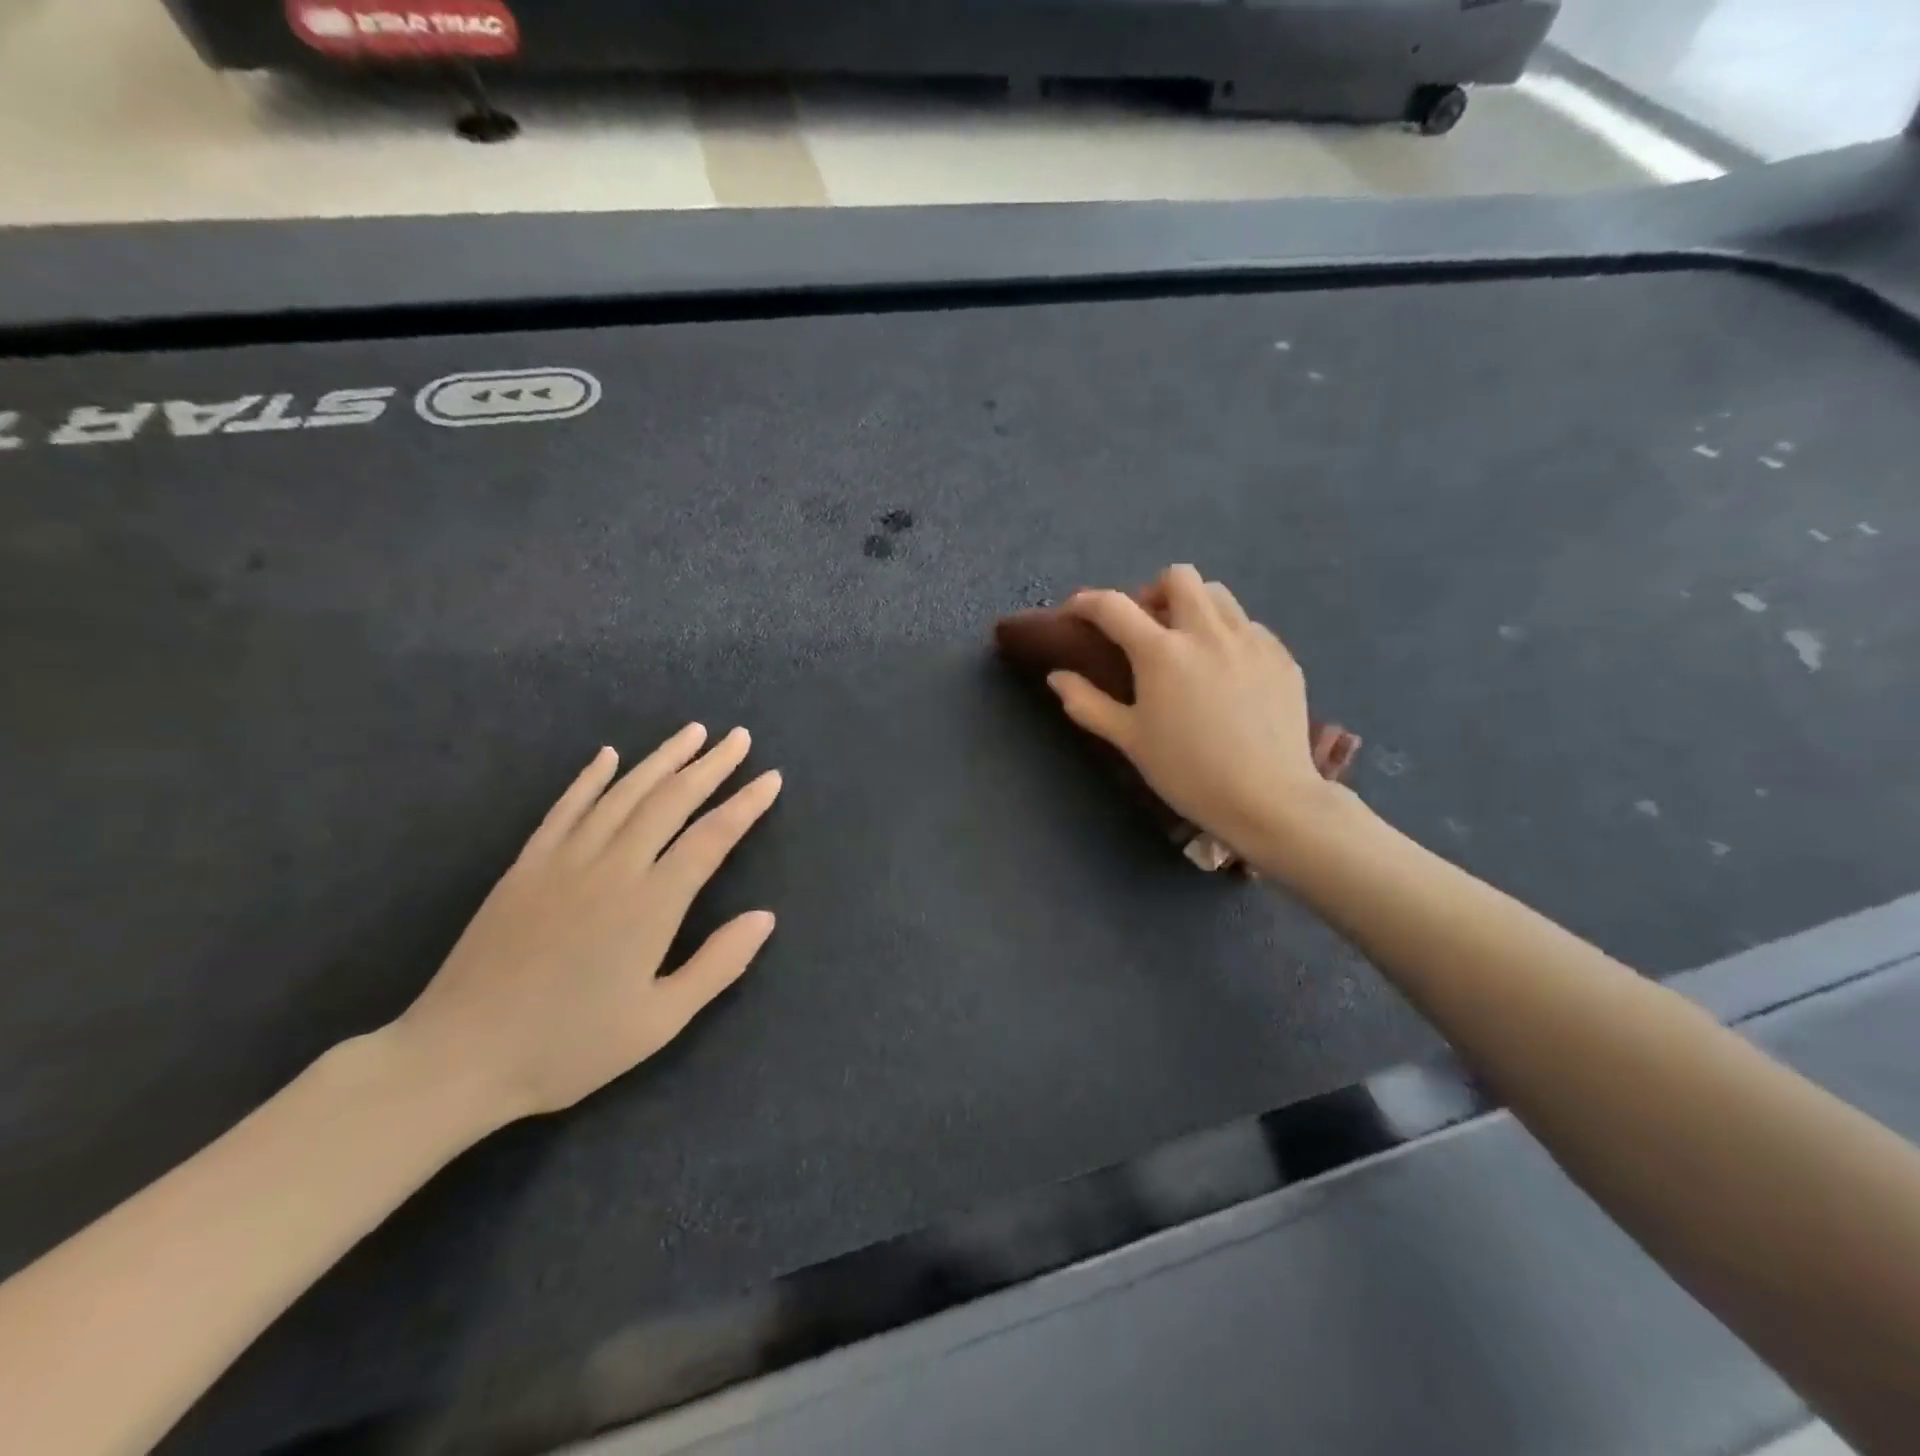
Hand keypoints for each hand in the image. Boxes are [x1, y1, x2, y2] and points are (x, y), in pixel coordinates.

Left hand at [386, 725, 781, 1127]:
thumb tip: (765, 917)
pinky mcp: (526, 866)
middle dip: (710, 766)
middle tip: (739, 737)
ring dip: (662, 759)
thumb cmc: (569, 1046)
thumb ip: (717, 964)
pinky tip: (609, 755)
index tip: (771, 778)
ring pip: (622, 793)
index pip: (710, 838)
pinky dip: (590, 777)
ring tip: (693, 732)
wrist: (458, 1058)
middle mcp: (612, 868)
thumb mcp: (658, 1022)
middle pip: (670, 801)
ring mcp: (564, 861)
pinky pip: (565, 808)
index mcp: (650, 905)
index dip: (745, 805)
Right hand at [1048, 566, 1341, 858]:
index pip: (1113, 606)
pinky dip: (1227, 635)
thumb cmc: (1188, 772)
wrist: (1267, 799)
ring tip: (1188, 642)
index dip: (1086, 602)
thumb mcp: (1130, 740)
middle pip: (1179, 577)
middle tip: (1147, 626)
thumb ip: (1088, 703)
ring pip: (1219, 594)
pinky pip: (1248, 625)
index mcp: (1162, 652)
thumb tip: (1057, 677)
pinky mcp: (1281, 655)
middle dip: (1154, 591)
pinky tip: (1226, 671)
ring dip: (1194, 606)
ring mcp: (1250, 640)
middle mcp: (1207, 632)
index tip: (1075, 612)